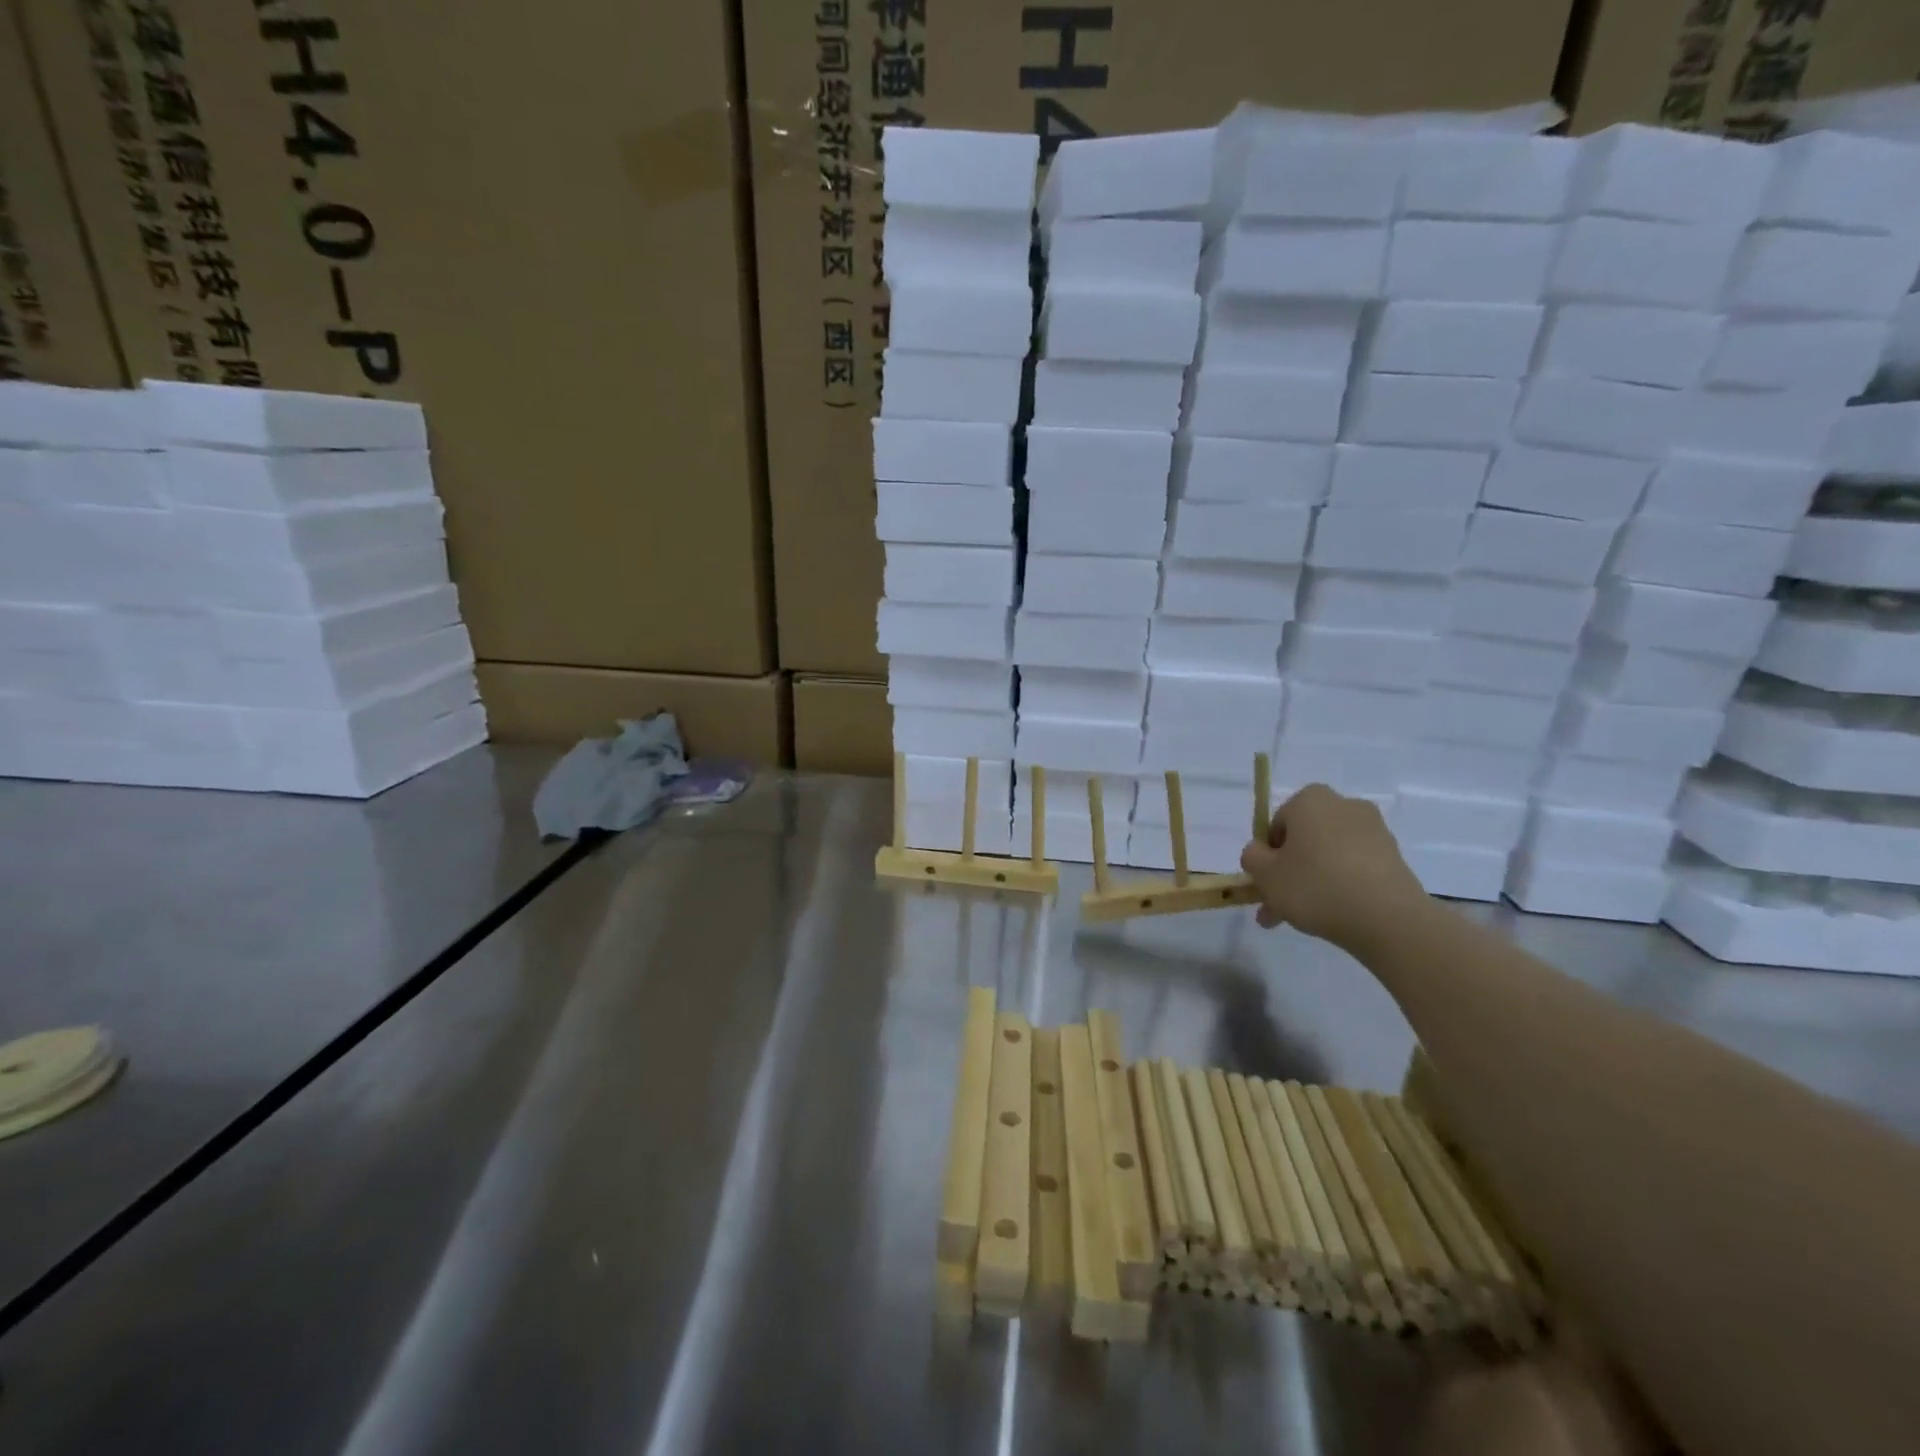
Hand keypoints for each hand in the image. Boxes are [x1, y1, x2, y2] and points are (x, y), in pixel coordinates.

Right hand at [1240, 783, 1429, 951]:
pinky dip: (1341, 886)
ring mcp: (1374, 831)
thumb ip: (1252, 857)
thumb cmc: (1316, 886)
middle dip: (1289, 872)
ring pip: (1328, 856)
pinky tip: (1332, 915)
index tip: (1266, 881)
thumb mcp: (1265, 874)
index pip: (1277, 822)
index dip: (1268, 853)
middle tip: (1277, 905)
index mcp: (1310, 800)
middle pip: (1305, 840)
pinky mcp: (1394, 857)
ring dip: (1312, 881)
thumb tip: (1261, 852)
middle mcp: (1344, 806)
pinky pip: (1354, 868)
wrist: (1387, 918)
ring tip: (1300, 919)